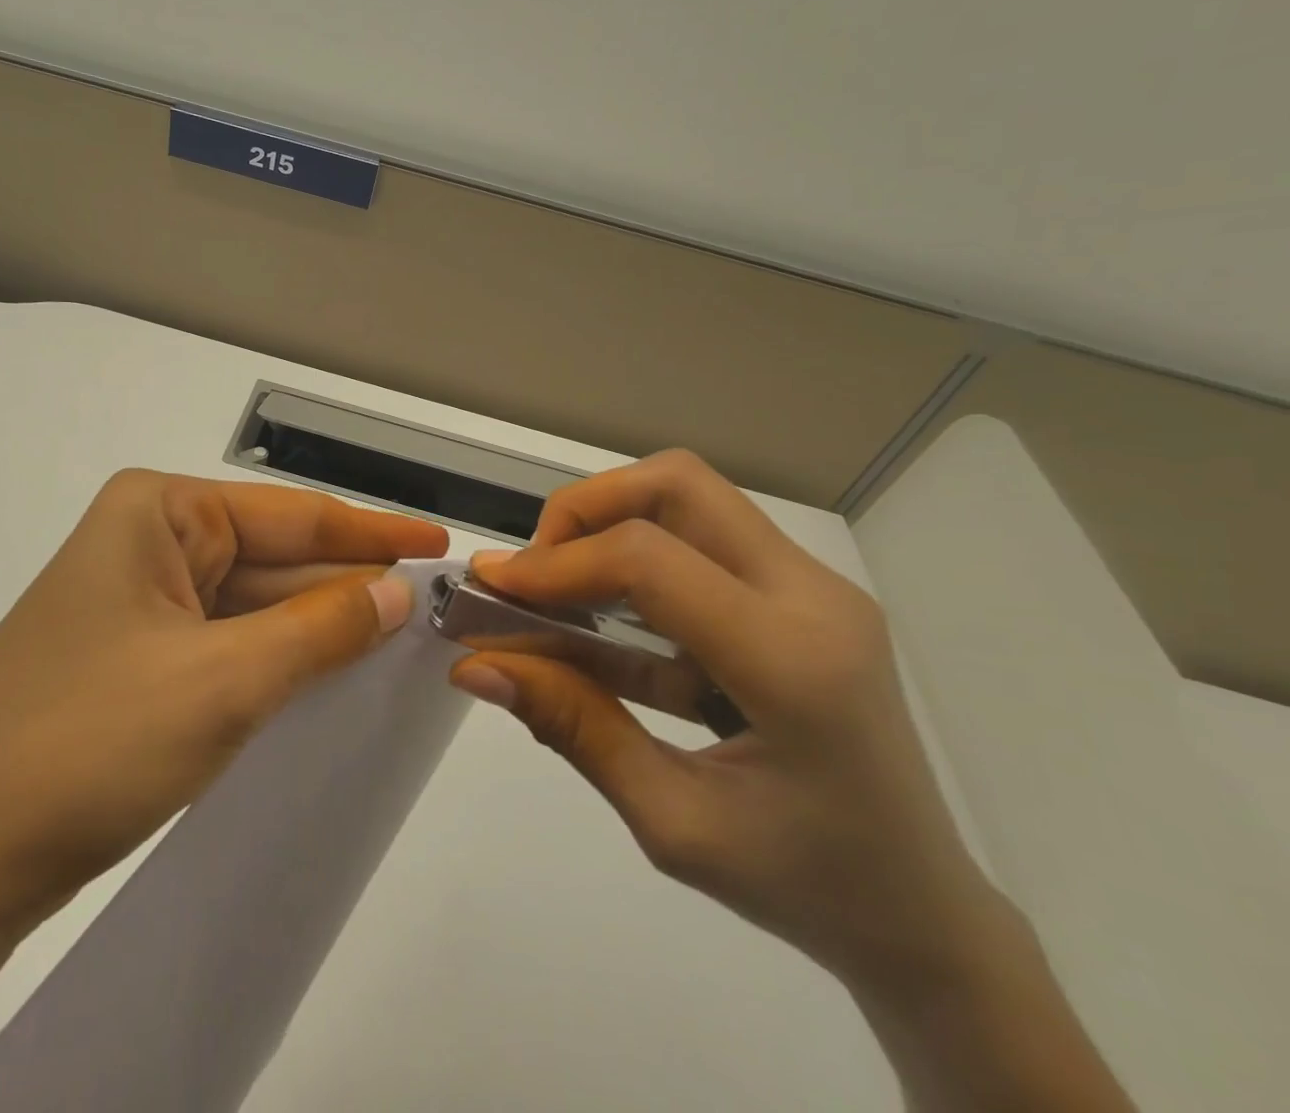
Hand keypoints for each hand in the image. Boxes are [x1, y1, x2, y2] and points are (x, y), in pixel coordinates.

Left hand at [0, 470, 448, 961]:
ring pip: (252, 607)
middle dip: (349, 585)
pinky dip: (278, 662)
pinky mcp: (132, 662)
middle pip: (273, 559)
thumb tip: (398, 591)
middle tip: (435, 608)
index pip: (292, 515)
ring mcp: (136, 604)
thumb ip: (321, 628)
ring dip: (317, 628)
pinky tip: (328, 678)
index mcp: (157, 512)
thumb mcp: (223, 680)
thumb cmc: (86, 745)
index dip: (374, 534)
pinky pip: (225, 646)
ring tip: (401, 640)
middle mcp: (146, 543)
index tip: (443, 547)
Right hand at [448, 451, 999, 987]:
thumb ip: (573, 727)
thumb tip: (476, 666)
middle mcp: (813, 598)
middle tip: (535, 569)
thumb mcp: (673, 824)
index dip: (557, 564)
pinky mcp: (801, 594)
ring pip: (690, 497)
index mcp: (793, 663)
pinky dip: (637, 558)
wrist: (923, 914)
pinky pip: (703, 539)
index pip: (650, 561)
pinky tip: (602, 619)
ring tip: (558, 588)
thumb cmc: (805, 885)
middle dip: (585, 508)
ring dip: (609, 524)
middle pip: (677, 484)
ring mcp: (814, 588)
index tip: (493, 590)